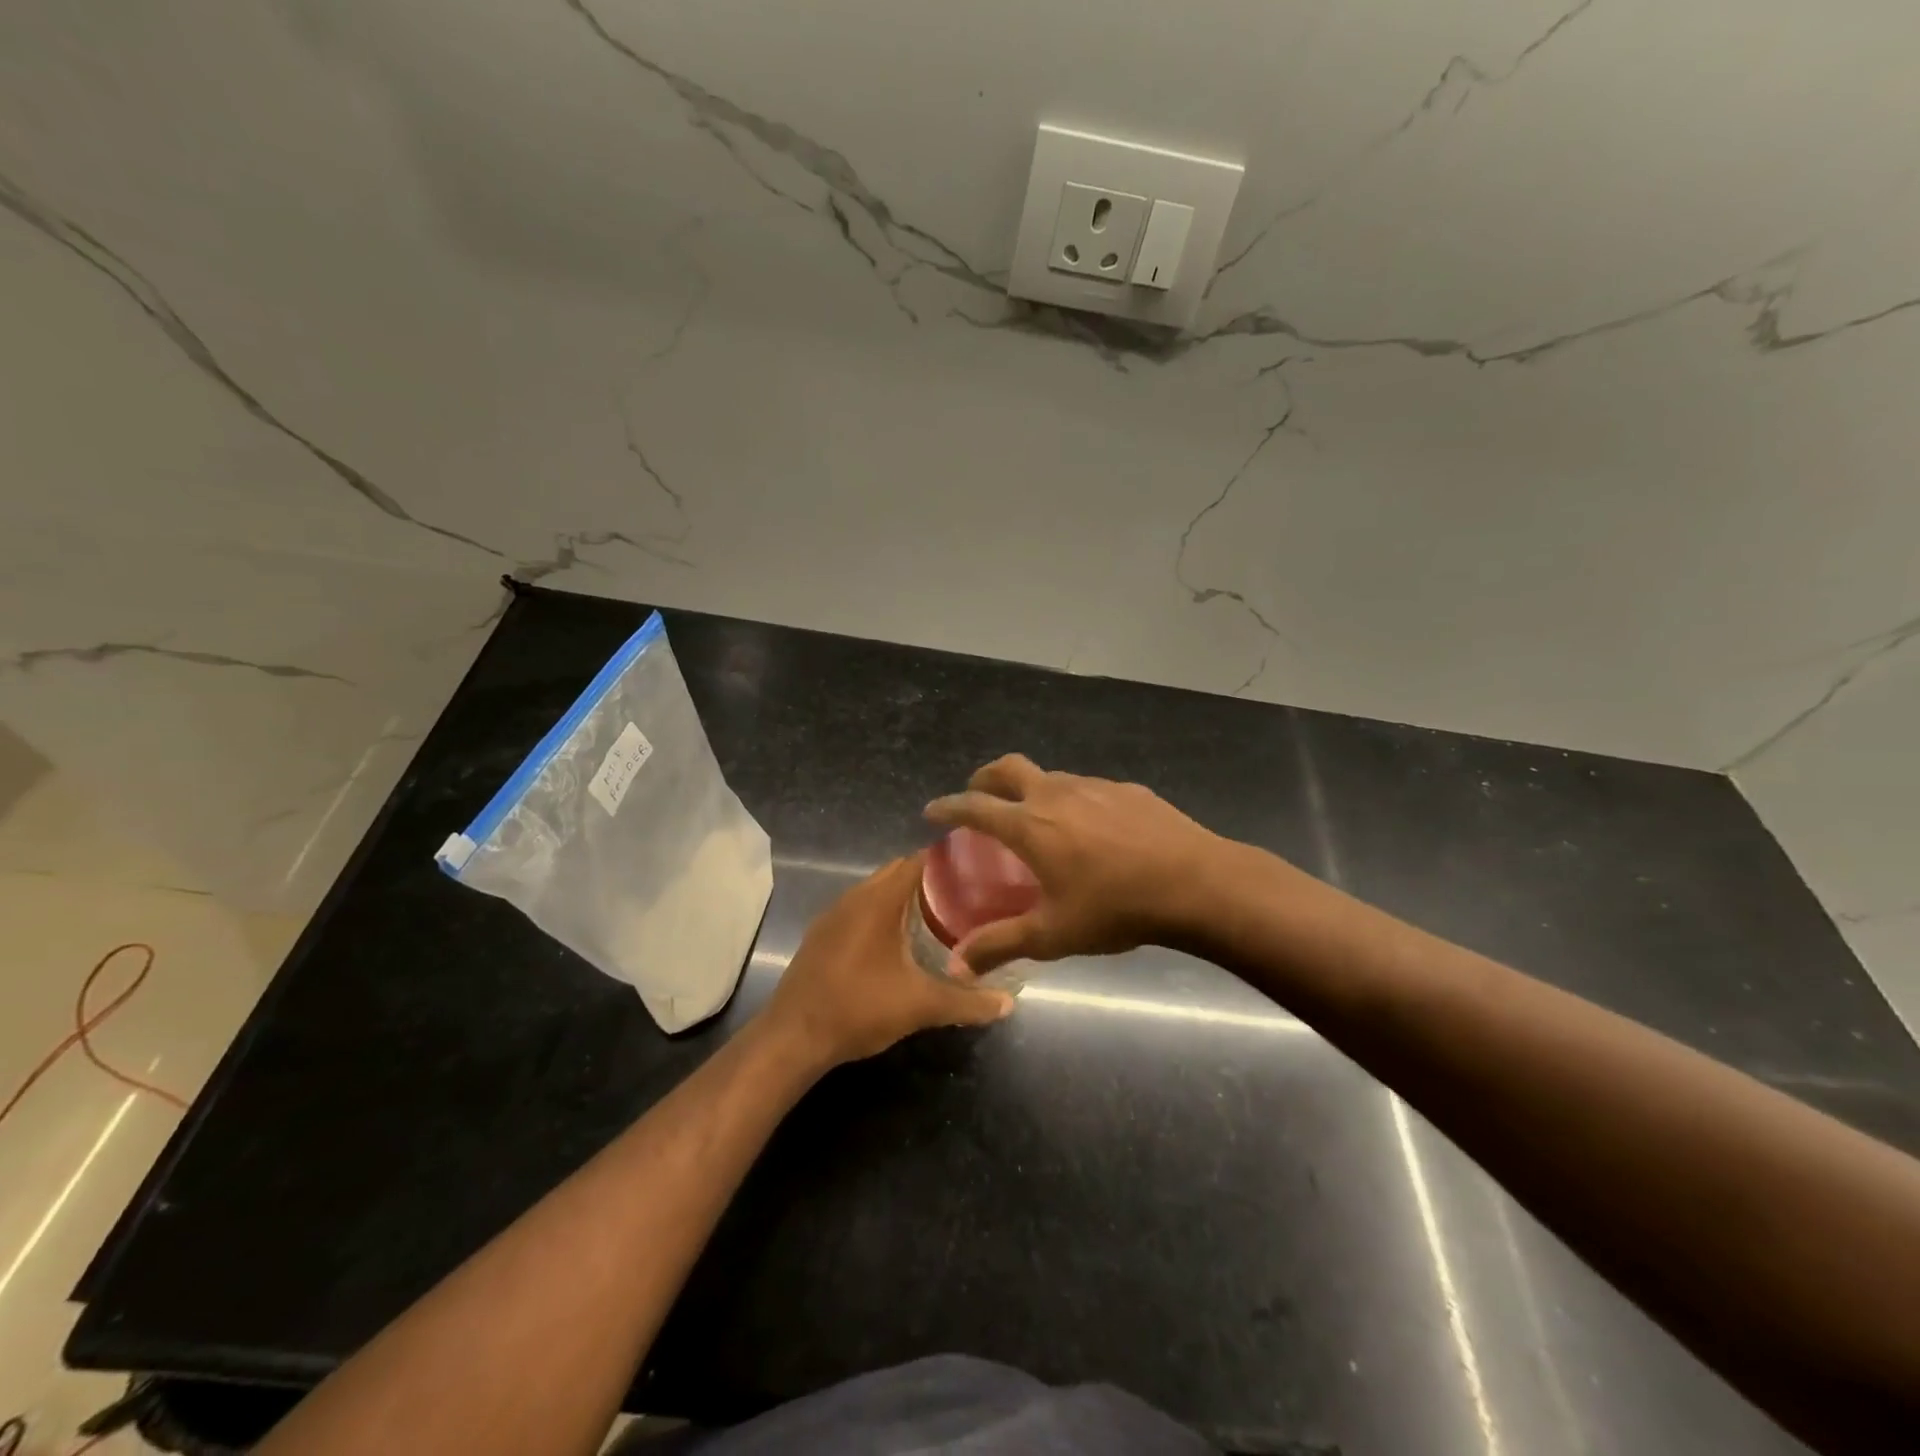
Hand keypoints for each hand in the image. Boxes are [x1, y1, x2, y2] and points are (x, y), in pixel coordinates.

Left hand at [760, 855, 1012, 1068]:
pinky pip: (860, 909)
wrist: (793, 1037)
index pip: (919, 860)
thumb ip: (967, 1002)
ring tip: (940, 917)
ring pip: (877, 891)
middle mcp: (855, 896)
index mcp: (879, 900)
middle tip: (967, 898)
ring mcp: (833, 915)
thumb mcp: (920, 1006)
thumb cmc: (859, 1008)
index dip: (949, 861)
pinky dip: (883, 914)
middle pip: (899, 872)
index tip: (978, 870)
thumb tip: (1008, 1003)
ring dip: (905, 898)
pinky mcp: (822, 935)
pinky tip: (900, 942)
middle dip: (931, 880)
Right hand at [924, 754, 1222, 972]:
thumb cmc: (1116, 908)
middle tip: (979, 797)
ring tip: (1036, 819)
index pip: (974, 806)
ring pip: (1049, 776)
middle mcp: (1056, 794)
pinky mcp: (1127, 789)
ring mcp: (1094, 786)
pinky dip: (1071, 800)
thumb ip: (1000, 945)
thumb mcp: (1052, 934)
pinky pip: (1086, 788)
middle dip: (984, 778)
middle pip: (1007, 768)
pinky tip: (1091, 830)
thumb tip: (955, 965)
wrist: (1197, 883)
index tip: (932, 812)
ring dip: (1031, 789)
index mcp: (1030, 825)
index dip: (948, 807)